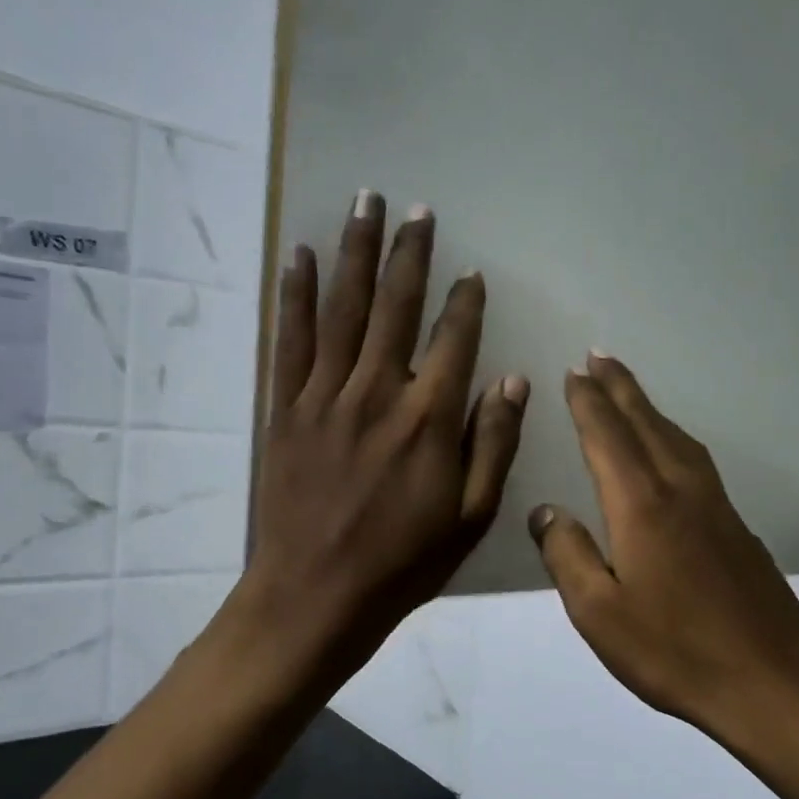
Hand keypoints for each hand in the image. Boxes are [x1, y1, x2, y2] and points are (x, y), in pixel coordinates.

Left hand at [242, 191, 528, 677]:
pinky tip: (299, 255)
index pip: (453, 340)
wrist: (316, 595)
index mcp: (428, 419)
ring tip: (364, 203)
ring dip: (355, 252)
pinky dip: (296, 295)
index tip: (471, 272)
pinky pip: (290, 339)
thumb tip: (512, 381)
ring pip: (344, 309)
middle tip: (415, 208)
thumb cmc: (402, 562)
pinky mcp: (286, 409)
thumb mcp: (470, 517)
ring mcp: (325, 396)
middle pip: (395, 306)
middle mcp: (377, 392)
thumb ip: (492, 444)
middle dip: (409, 253)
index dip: (465, 302)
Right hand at [528, 354, 798, 752]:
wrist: (771, 682)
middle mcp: (681, 491)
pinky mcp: (737, 527)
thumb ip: (567, 555)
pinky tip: (670, 451)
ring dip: (648, 408)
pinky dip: (673, 438)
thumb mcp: (599, 613)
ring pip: (677, 438)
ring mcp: (716, 506)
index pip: (607, 437)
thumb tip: (545, 513)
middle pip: (646, 424)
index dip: (587, 402)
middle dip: (619, 387)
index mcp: (642, 505)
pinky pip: (696, 461)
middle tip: (598, 356)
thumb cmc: (674, 650)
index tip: (572, 372)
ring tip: (628, 392)